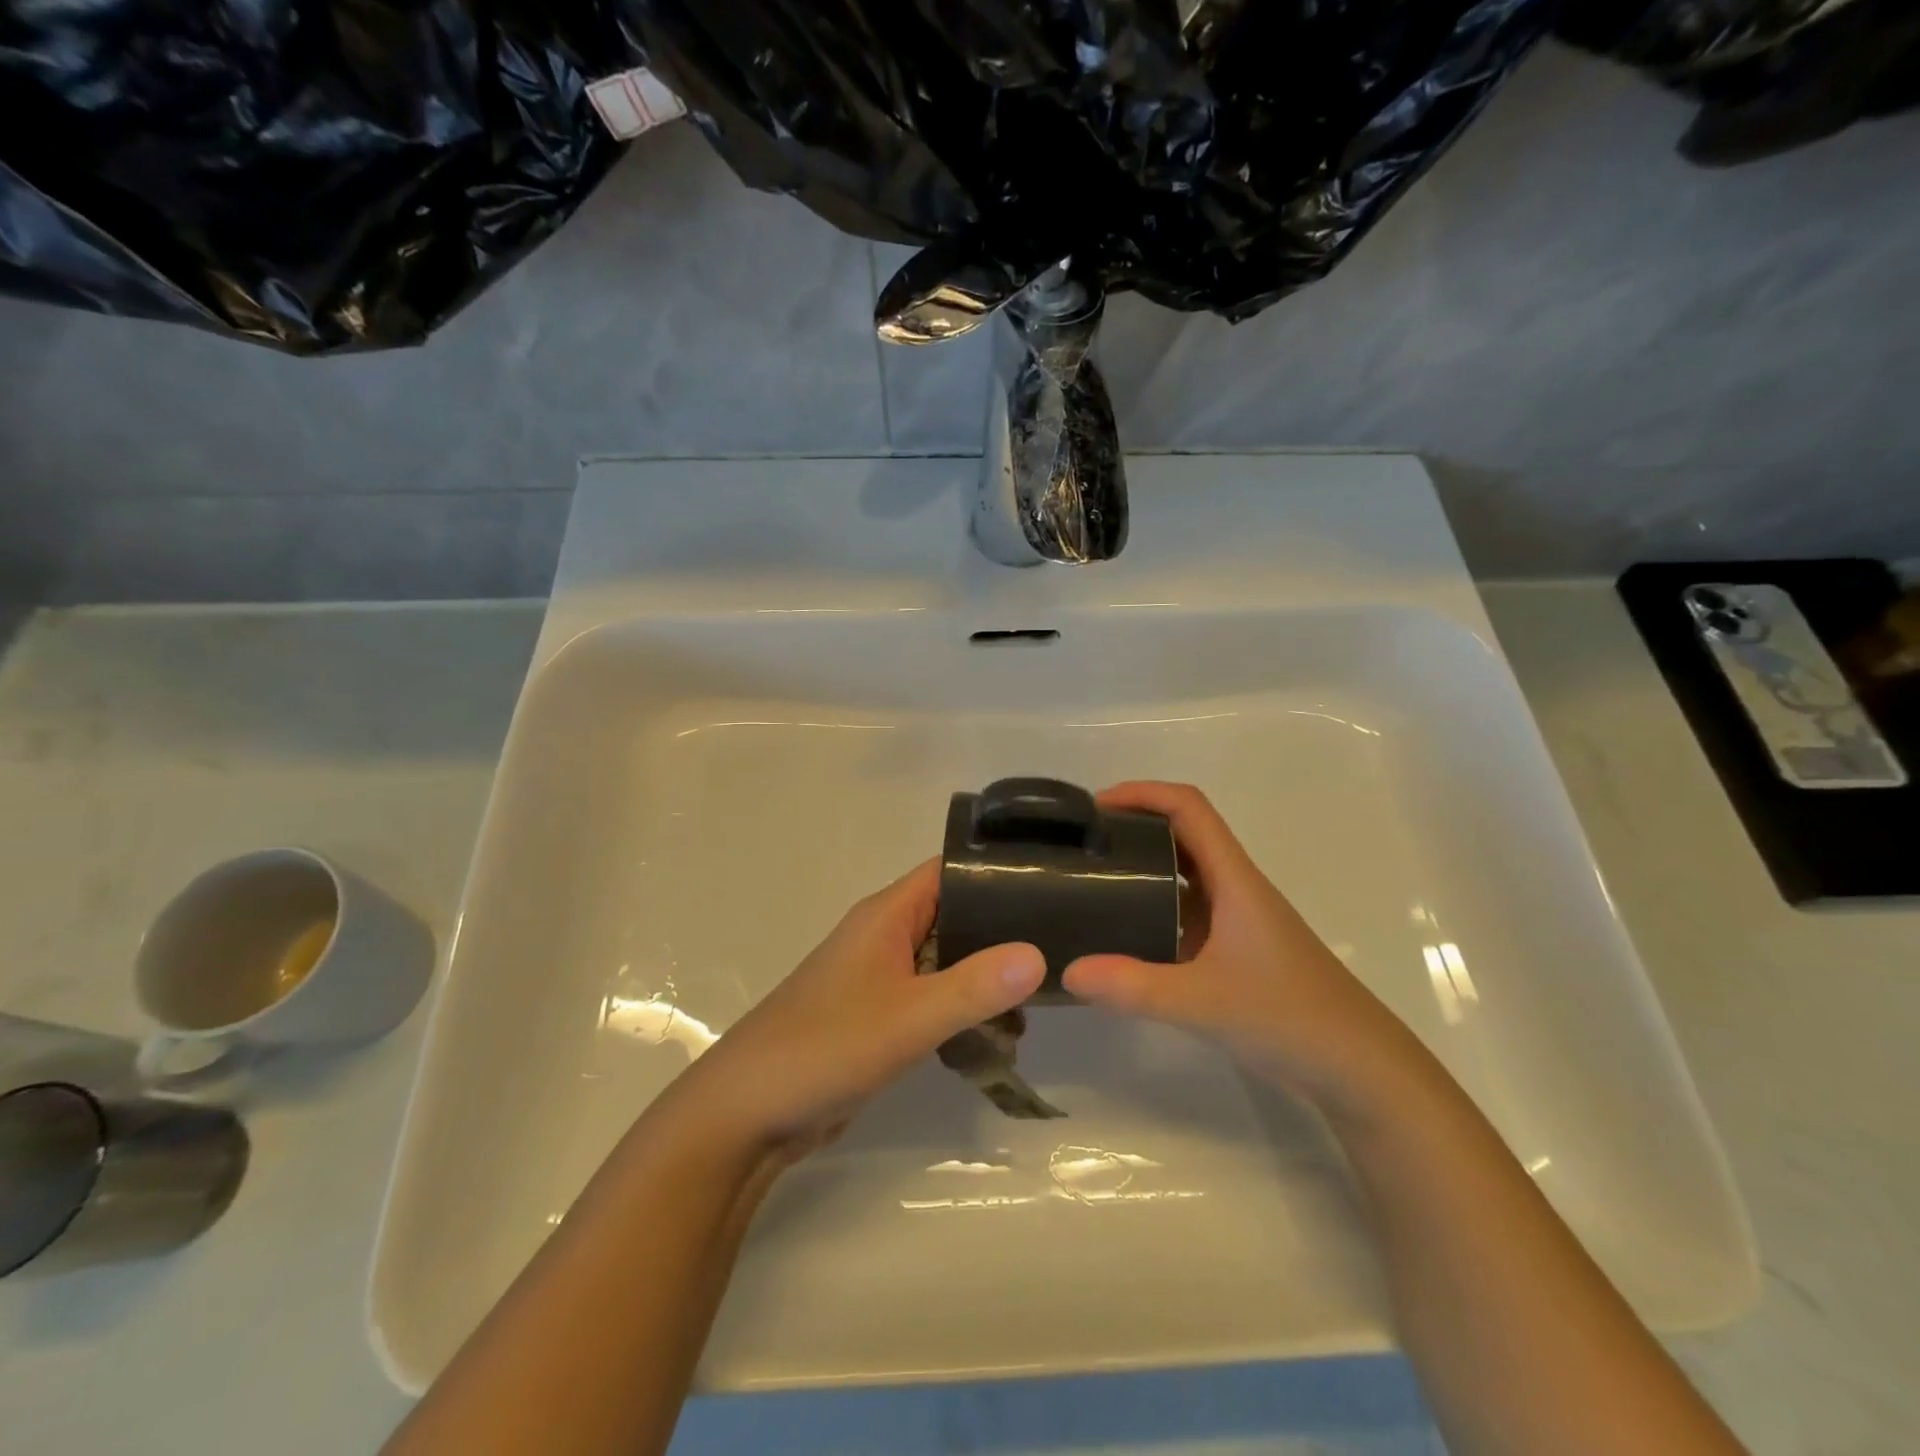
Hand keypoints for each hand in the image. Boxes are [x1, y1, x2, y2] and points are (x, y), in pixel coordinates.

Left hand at [666, 859, 1045, 1159]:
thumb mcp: (909, 1016)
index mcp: (887, 915)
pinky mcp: (878, 1016)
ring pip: (946, 961)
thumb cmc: (826, 1046)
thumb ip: (975, 986)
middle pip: (954, 915)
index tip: (1051, 883)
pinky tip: (998, 1035)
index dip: (996, 870)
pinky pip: (931, 998)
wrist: (749, 1113)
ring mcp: (879, 976)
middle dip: (1001, 932)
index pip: (951, 870)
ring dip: (985, 977)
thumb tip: (1039, 953)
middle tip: (1061, 950)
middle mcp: (884, 935)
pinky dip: (962, 1009)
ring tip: (1039, 1002)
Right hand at [1062, 782, 1419, 1107]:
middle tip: (1083, 844)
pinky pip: (1188, 912)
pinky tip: (1125, 935)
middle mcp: (1236, 889)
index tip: (1095, 808)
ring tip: (1093, 881)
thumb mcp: (1203, 1002)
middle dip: (1134, 825)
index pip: (1189, 808)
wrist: (1361, 1070)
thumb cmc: (1290, 1018)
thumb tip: (1067, 971)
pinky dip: (1154, 908)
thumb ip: (1133, 987)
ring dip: (1143, 865)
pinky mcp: (1237, 951)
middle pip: (1184, 833)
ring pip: (1185, 874)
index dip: (1143, 793)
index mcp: (1235, 880)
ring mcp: (1238, 921)